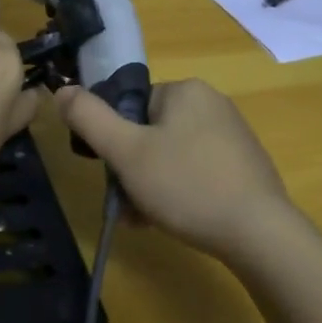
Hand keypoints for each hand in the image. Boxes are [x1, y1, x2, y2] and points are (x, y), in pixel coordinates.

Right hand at [55, 78, 291, 259]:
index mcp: (186, 90)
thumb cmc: (187, 185)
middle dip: (132, 170)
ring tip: (146, 220)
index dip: (115, 141)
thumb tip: (62, 90)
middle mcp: (212, 104)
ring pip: (170, 157)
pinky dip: (178, 192)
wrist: (259, 233)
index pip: (131, 107)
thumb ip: (89, 119)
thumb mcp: (127, 152)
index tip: (112, 175)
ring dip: (150, 186)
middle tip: (128, 206)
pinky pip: (196, 171)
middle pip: (150, 134)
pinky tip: (173, 220)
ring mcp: (231, 135)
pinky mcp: (243, 165)